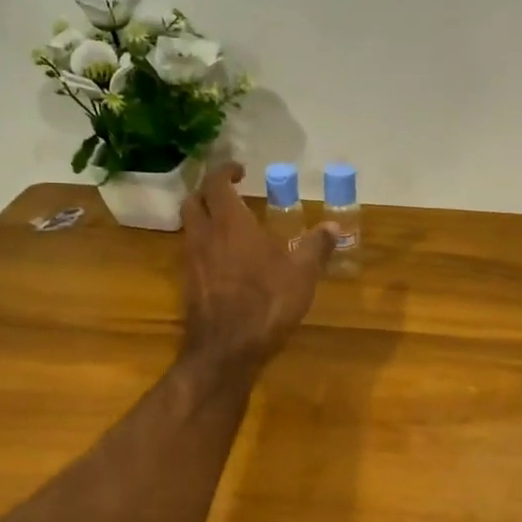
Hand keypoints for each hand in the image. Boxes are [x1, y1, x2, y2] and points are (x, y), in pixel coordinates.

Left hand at [179, 163, 337, 372]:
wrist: (227, 350)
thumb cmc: (267, 303)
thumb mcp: (302, 273)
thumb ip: (316, 246)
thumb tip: (333, 225)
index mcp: (231, 223)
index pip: (216, 184)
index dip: (225, 171)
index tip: (240, 171)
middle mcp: (204, 236)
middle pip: (193, 201)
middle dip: (208, 192)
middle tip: (229, 194)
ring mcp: (191, 261)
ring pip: (189, 228)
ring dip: (204, 219)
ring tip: (229, 226)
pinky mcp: (188, 285)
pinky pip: (192, 253)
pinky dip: (205, 246)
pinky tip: (225, 261)